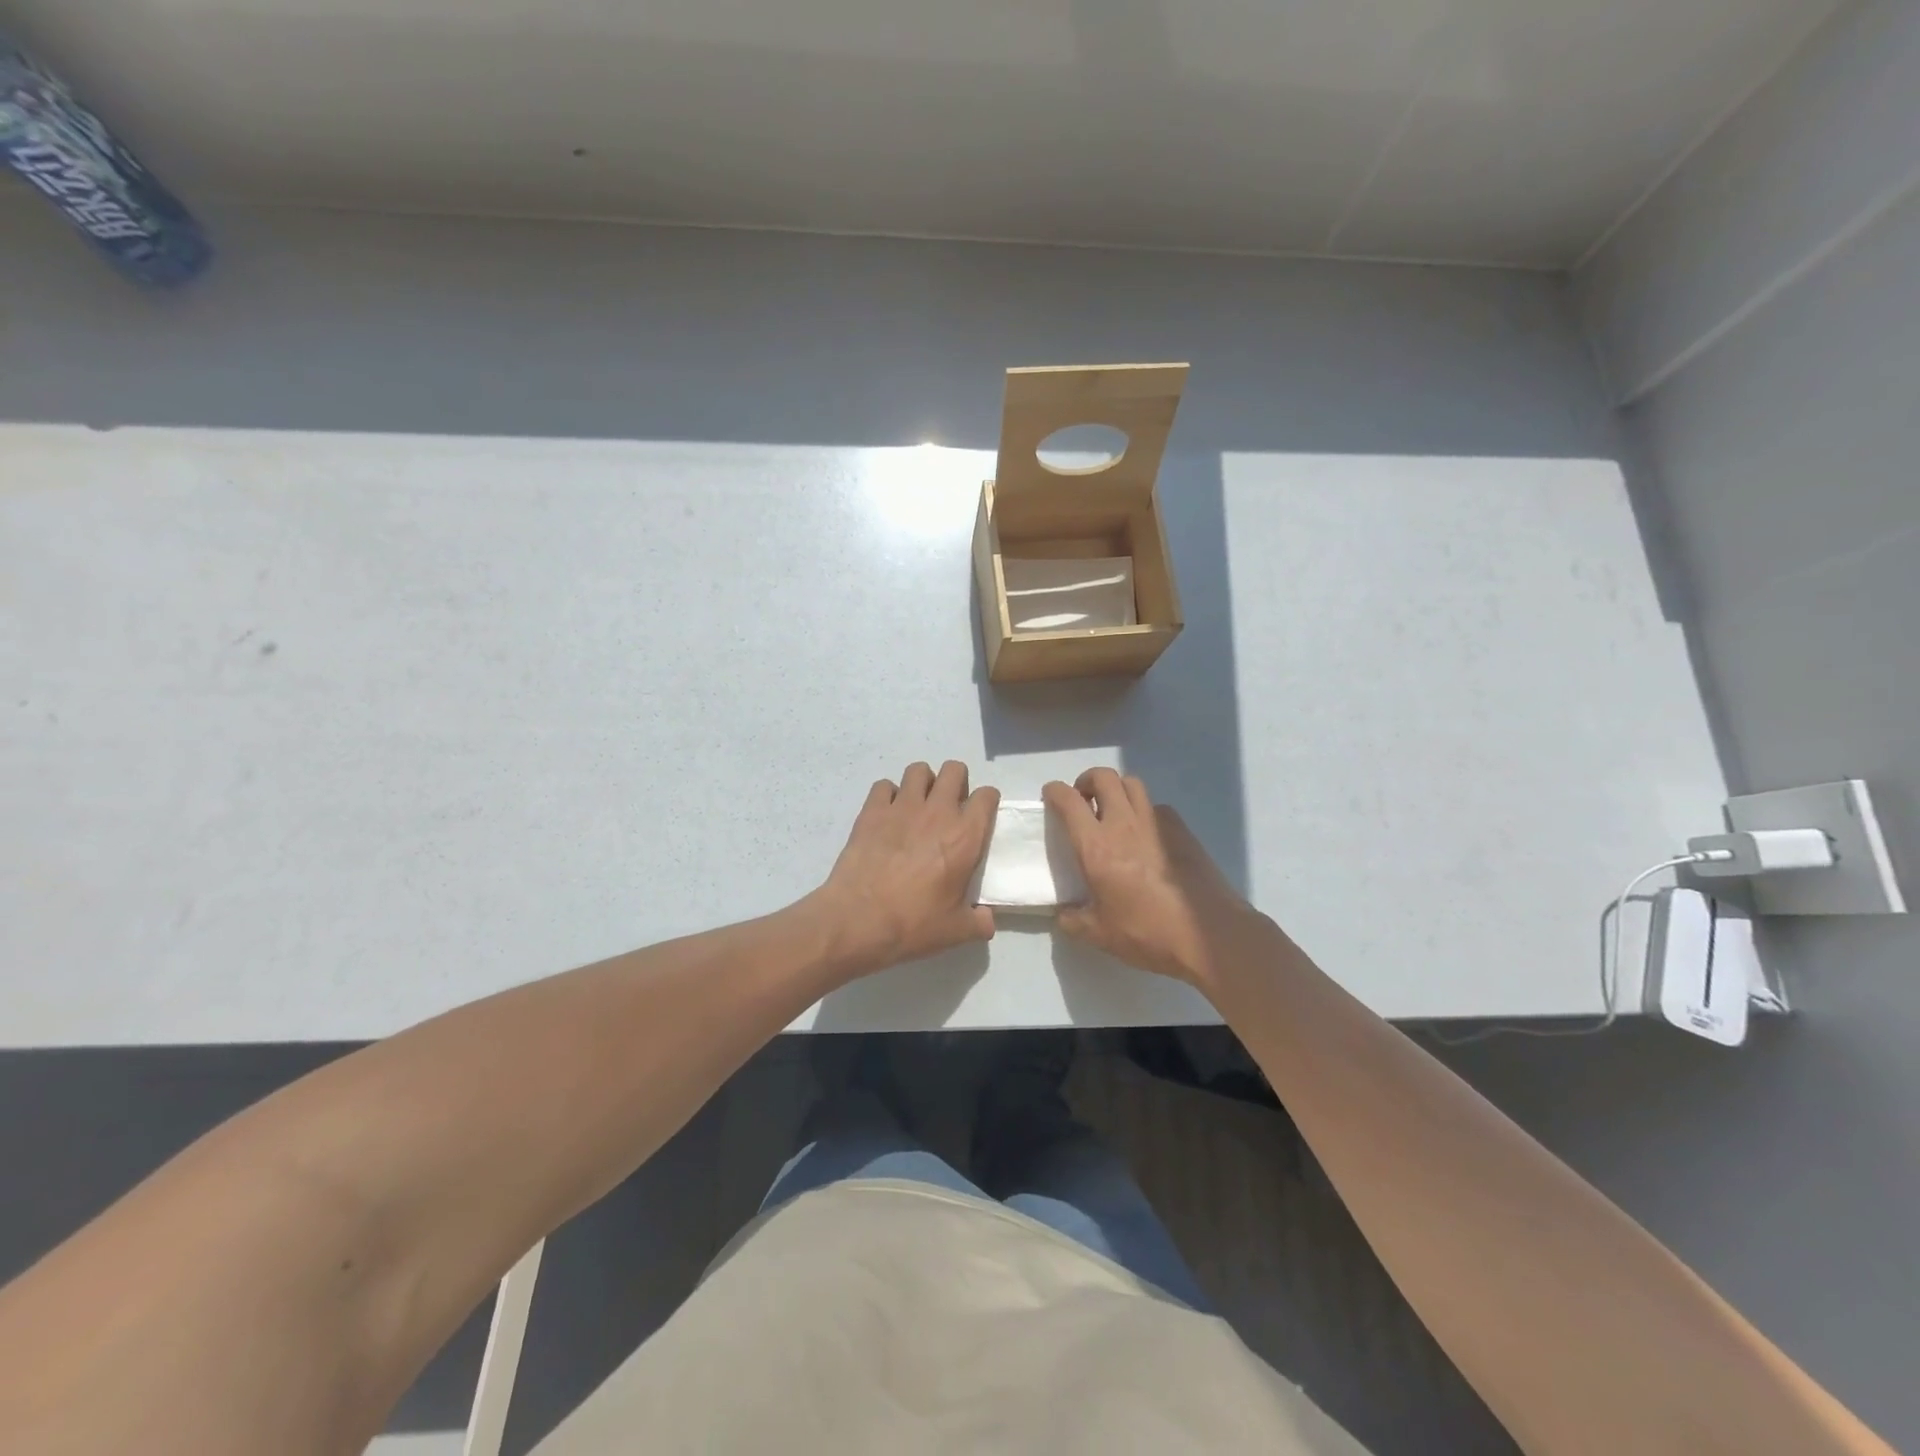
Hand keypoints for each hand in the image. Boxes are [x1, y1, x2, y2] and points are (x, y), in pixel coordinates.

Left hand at [814, 761, 998, 975]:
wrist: (858, 920)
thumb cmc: (913, 924)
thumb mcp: (956, 931)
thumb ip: (979, 922)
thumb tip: (987, 920)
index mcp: (965, 837)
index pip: (987, 796)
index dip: (986, 802)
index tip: (980, 816)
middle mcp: (937, 812)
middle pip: (955, 770)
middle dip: (956, 782)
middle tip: (949, 807)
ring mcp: (902, 807)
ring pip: (919, 770)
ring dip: (923, 783)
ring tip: (919, 805)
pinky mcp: (872, 811)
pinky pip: (884, 785)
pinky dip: (888, 795)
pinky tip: (887, 815)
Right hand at [1043, 769, 1260, 989]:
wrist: (1208, 934)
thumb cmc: (1148, 932)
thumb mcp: (1100, 934)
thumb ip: (1073, 920)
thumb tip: (1063, 914)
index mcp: (1096, 846)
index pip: (1069, 801)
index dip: (1055, 792)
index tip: (1051, 796)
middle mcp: (1124, 824)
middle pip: (1104, 778)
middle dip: (1087, 781)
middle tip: (1083, 801)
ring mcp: (1156, 823)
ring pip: (1132, 784)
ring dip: (1116, 790)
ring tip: (1113, 812)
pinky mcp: (1182, 830)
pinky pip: (1156, 806)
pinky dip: (1144, 810)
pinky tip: (1146, 835)